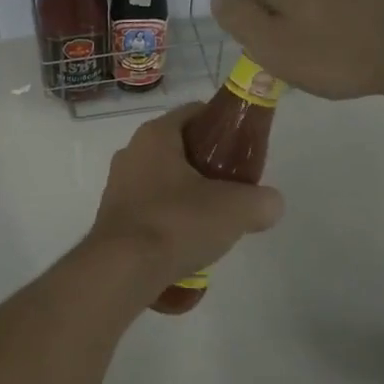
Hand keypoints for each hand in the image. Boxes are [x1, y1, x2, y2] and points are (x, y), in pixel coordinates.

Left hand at [86, 104, 284, 290]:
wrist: (122, 271)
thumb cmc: (177, 223)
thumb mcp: (236, 209)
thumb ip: (261, 201)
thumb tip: (271, 204)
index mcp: (155, 135)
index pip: (195, 112)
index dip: (223, 126)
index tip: (243, 149)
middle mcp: (131, 152)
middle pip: (180, 148)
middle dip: (208, 165)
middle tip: (233, 188)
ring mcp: (118, 186)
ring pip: (164, 180)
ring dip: (188, 195)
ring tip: (213, 221)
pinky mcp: (113, 218)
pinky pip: (150, 208)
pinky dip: (170, 219)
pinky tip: (187, 242)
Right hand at [209, 0, 383, 100]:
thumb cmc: (334, 52)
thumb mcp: (271, 48)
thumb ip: (237, 19)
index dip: (271, 27)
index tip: (290, 52)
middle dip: (303, 12)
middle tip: (320, 52)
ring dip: (335, 6)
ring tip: (352, 43)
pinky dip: (366, 3)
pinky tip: (377, 31)